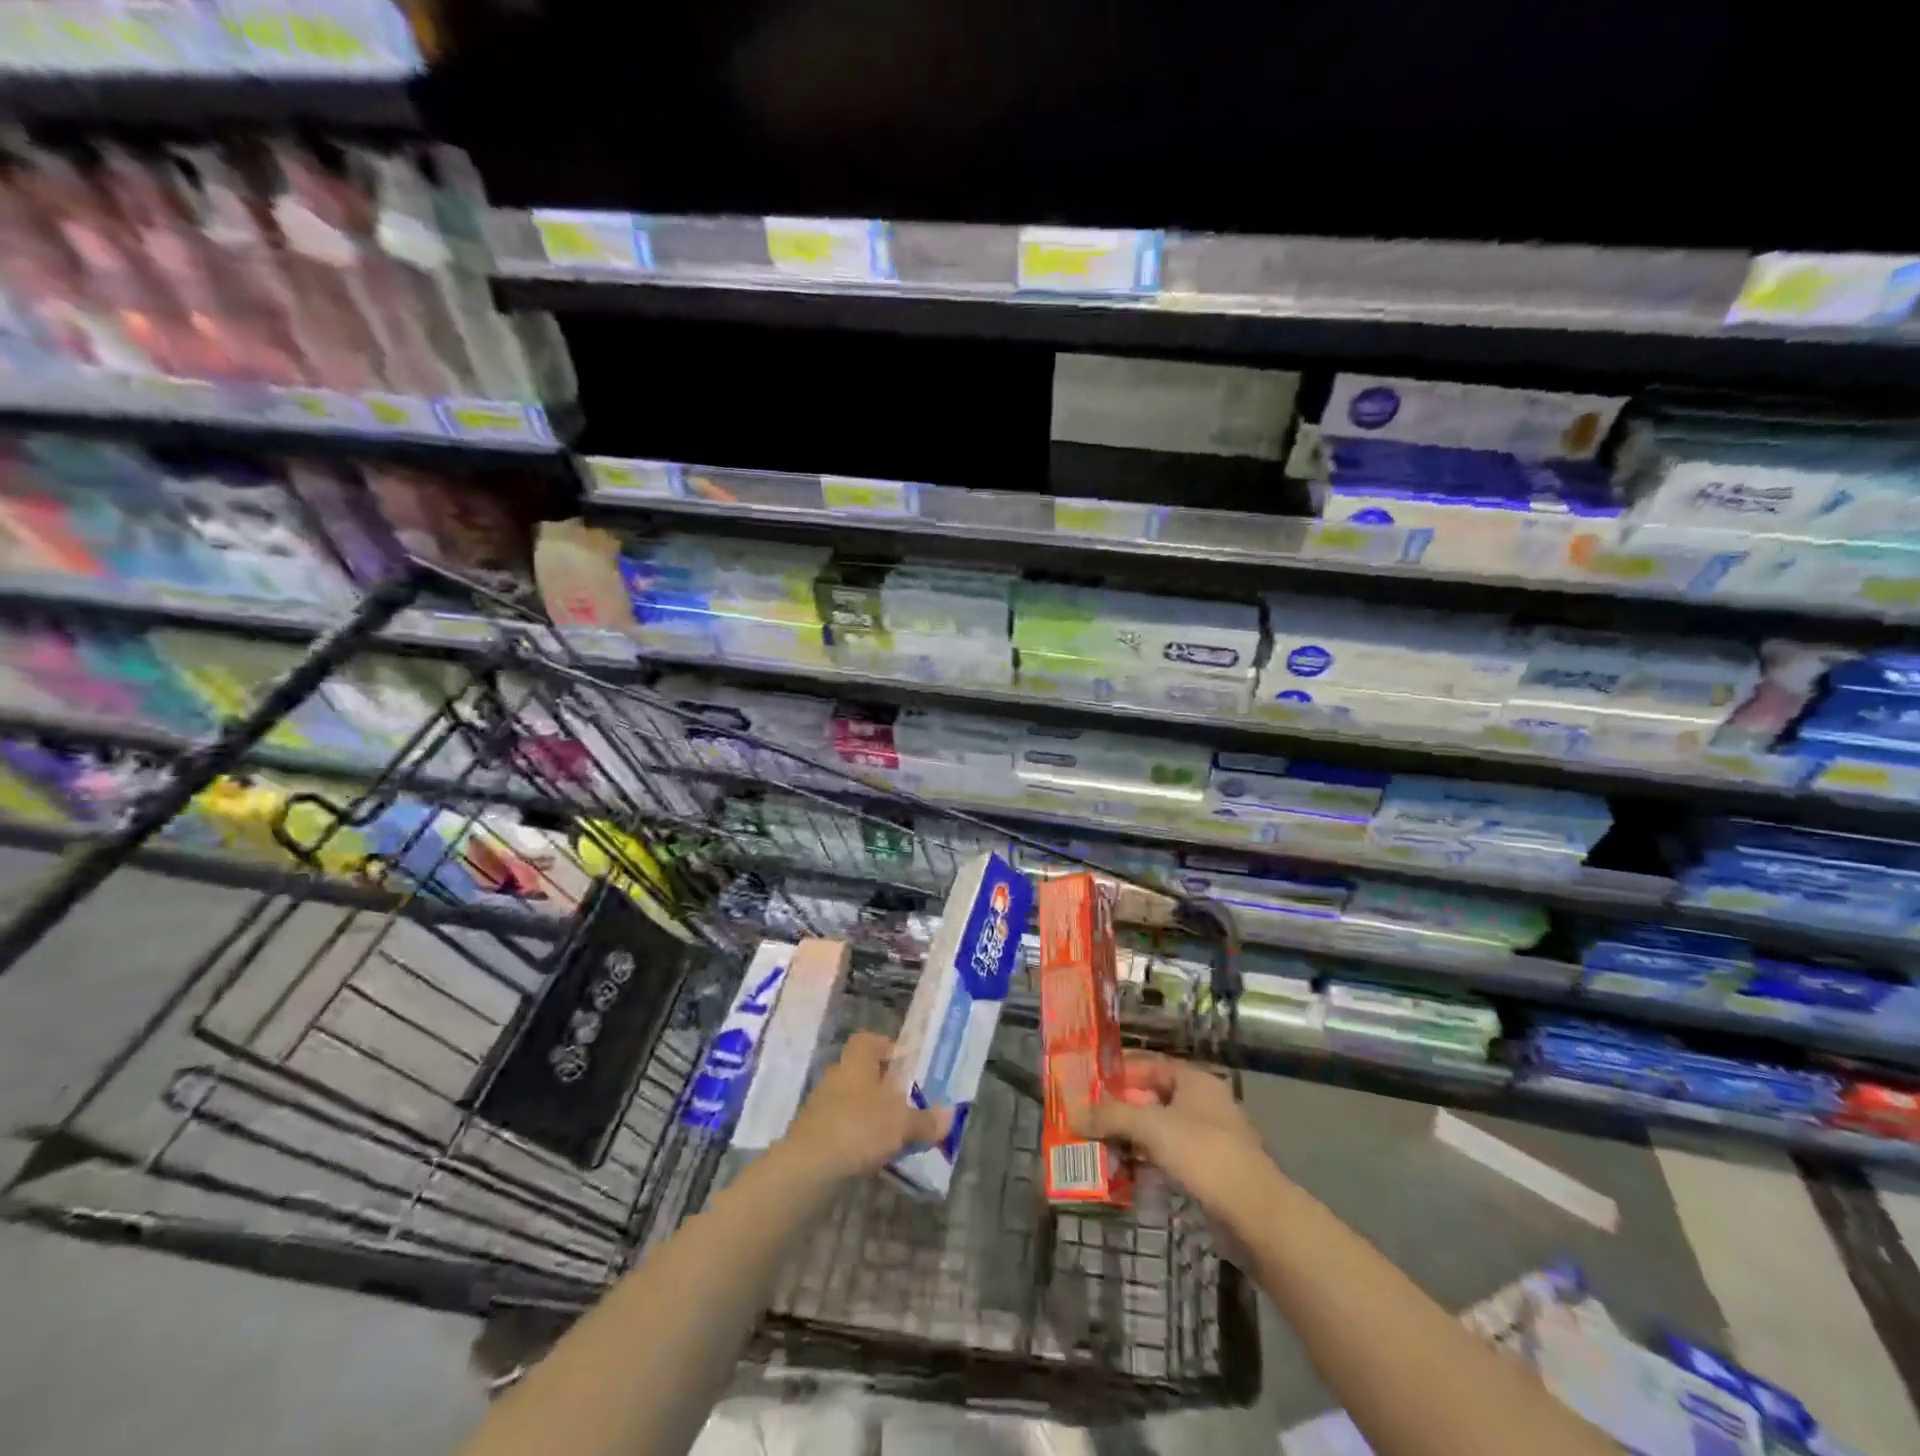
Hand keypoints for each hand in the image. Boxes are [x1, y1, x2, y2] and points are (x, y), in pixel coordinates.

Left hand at [778, 1031, 950, 1181]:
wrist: (808, 1168)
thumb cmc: (859, 1128)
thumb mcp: (902, 1124)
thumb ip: (925, 1120)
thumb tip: (949, 1116)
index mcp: (857, 1060)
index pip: (869, 1040)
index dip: (887, 1048)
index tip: (906, 1066)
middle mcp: (837, 1075)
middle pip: (862, 1072)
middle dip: (883, 1086)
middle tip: (906, 1103)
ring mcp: (821, 1105)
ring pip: (852, 1101)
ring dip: (870, 1113)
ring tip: (894, 1134)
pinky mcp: (813, 1134)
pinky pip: (842, 1126)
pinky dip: (857, 1137)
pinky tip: (872, 1156)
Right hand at [1076, 1053, 1266, 1219]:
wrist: (1255, 1213)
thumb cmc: (1203, 1154)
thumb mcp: (1151, 1127)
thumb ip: (1111, 1116)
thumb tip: (1075, 1114)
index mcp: (1195, 1080)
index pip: (1150, 1065)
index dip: (1120, 1072)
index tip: (1090, 1084)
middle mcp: (1205, 1102)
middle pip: (1155, 1097)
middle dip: (1123, 1107)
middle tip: (1091, 1117)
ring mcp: (1212, 1137)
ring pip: (1164, 1128)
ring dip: (1135, 1136)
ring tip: (1102, 1145)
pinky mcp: (1214, 1170)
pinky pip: (1173, 1155)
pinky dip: (1151, 1159)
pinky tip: (1129, 1170)